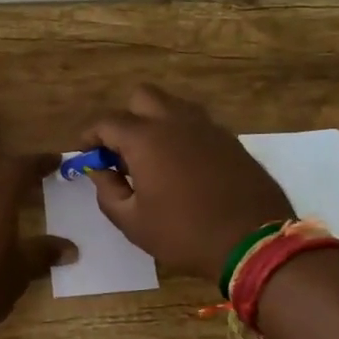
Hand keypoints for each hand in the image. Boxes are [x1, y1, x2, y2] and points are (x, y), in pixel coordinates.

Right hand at [82, 85, 292, 280]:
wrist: (252, 242)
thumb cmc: (184, 234)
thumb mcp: (132, 222)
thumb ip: (107, 191)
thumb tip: (99, 170)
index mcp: (146, 139)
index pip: (107, 122)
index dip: (90, 136)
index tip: (86, 153)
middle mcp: (175, 121)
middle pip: (142, 97)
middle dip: (125, 117)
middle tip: (122, 151)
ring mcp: (207, 127)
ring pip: (173, 106)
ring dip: (155, 121)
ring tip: (153, 157)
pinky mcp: (230, 139)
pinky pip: (197, 124)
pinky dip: (182, 134)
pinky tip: (183, 166)